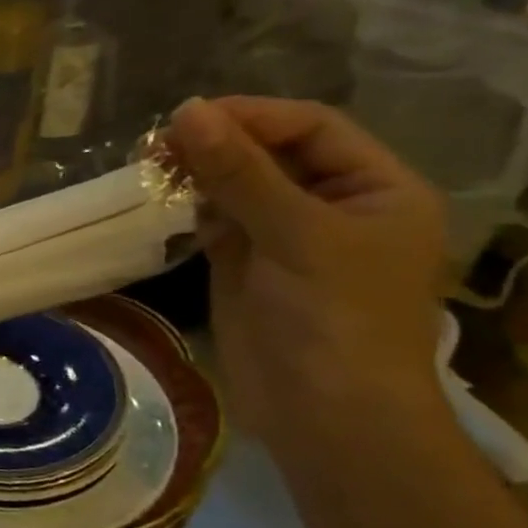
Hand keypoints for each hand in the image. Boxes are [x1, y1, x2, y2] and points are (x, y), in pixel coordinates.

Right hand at [166, 97, 448, 457]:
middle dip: (218, 143)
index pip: (312, 128)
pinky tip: (164, 197)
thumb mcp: (295, 235)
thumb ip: (240, 172)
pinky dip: (190, 205)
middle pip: (271, 153)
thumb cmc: (335, 319)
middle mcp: (333, 206)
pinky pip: (217, 219)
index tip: (189, 117)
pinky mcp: (246, 266)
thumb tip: (187, 110)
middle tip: (157, 143)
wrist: (325, 417)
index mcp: (376, 189)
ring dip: (198, 171)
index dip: (253, 116)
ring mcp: (286, 238)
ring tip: (150, 163)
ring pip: (238, 185)